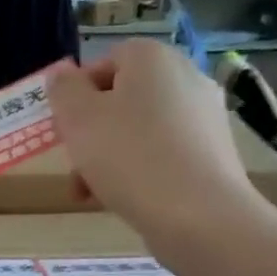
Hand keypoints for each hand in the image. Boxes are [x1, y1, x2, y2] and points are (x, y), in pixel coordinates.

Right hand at [46, 40, 262, 240]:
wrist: (199, 217)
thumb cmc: (129, 156)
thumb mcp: (77, 118)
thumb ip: (63, 89)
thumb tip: (62, 73)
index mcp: (152, 58)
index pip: (104, 61)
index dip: (77, 93)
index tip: (64, 126)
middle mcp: (186, 77)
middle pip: (121, 98)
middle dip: (91, 131)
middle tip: (73, 163)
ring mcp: (205, 116)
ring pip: (140, 129)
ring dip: (108, 155)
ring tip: (89, 192)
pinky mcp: (214, 153)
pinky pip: (164, 152)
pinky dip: (140, 169)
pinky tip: (123, 199)